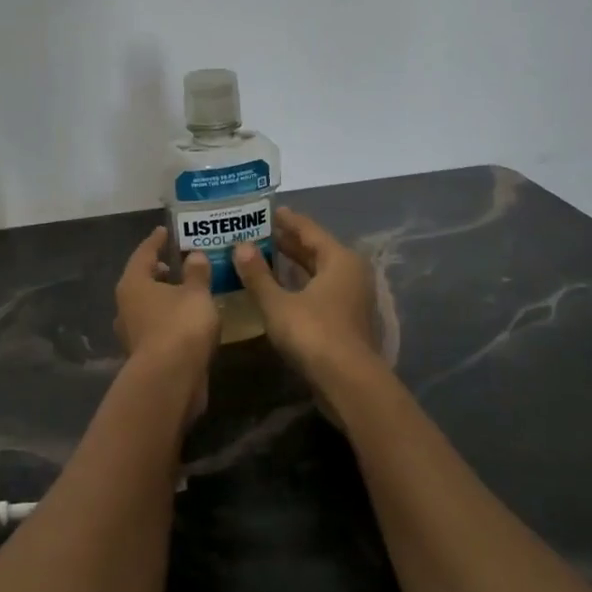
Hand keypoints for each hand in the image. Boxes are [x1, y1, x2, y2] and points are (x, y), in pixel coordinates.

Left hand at [115, 228, 220, 416]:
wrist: (170, 380)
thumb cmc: (180, 326)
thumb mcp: (196, 294)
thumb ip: (197, 273)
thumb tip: (194, 255)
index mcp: (133, 284)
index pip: (143, 253)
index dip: (156, 240)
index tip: (164, 231)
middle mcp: (125, 306)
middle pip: (141, 281)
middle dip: (158, 272)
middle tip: (176, 263)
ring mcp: (132, 332)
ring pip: (147, 306)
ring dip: (163, 298)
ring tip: (186, 291)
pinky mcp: (143, 354)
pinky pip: (156, 327)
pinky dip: (169, 319)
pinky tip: (187, 320)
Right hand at [233, 208, 380, 382]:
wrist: (347, 381)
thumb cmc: (313, 333)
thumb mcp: (278, 303)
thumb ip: (258, 275)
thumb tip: (240, 247)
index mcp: (339, 259)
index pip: (309, 230)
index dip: (288, 221)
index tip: (269, 210)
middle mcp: (351, 273)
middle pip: (316, 250)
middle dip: (289, 242)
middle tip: (260, 232)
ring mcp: (352, 297)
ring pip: (319, 272)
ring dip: (294, 265)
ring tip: (266, 256)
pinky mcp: (347, 319)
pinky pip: (320, 290)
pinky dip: (300, 284)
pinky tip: (280, 288)